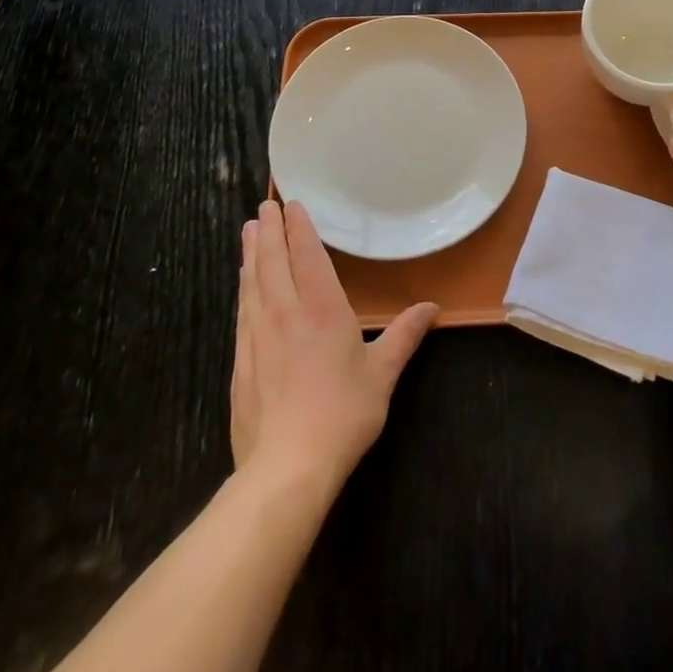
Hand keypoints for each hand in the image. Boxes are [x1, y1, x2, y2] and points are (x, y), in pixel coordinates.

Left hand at [230, 200, 437, 492]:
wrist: (287, 467)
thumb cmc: (342, 413)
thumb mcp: (382, 373)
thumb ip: (404, 335)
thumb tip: (431, 308)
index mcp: (321, 308)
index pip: (306, 256)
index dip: (298, 227)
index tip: (291, 204)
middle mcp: (285, 313)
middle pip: (273, 262)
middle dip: (270, 231)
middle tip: (264, 206)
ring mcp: (258, 337)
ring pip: (252, 283)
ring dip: (251, 254)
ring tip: (250, 232)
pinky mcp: (241, 362)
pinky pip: (242, 311)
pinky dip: (243, 288)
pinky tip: (243, 286)